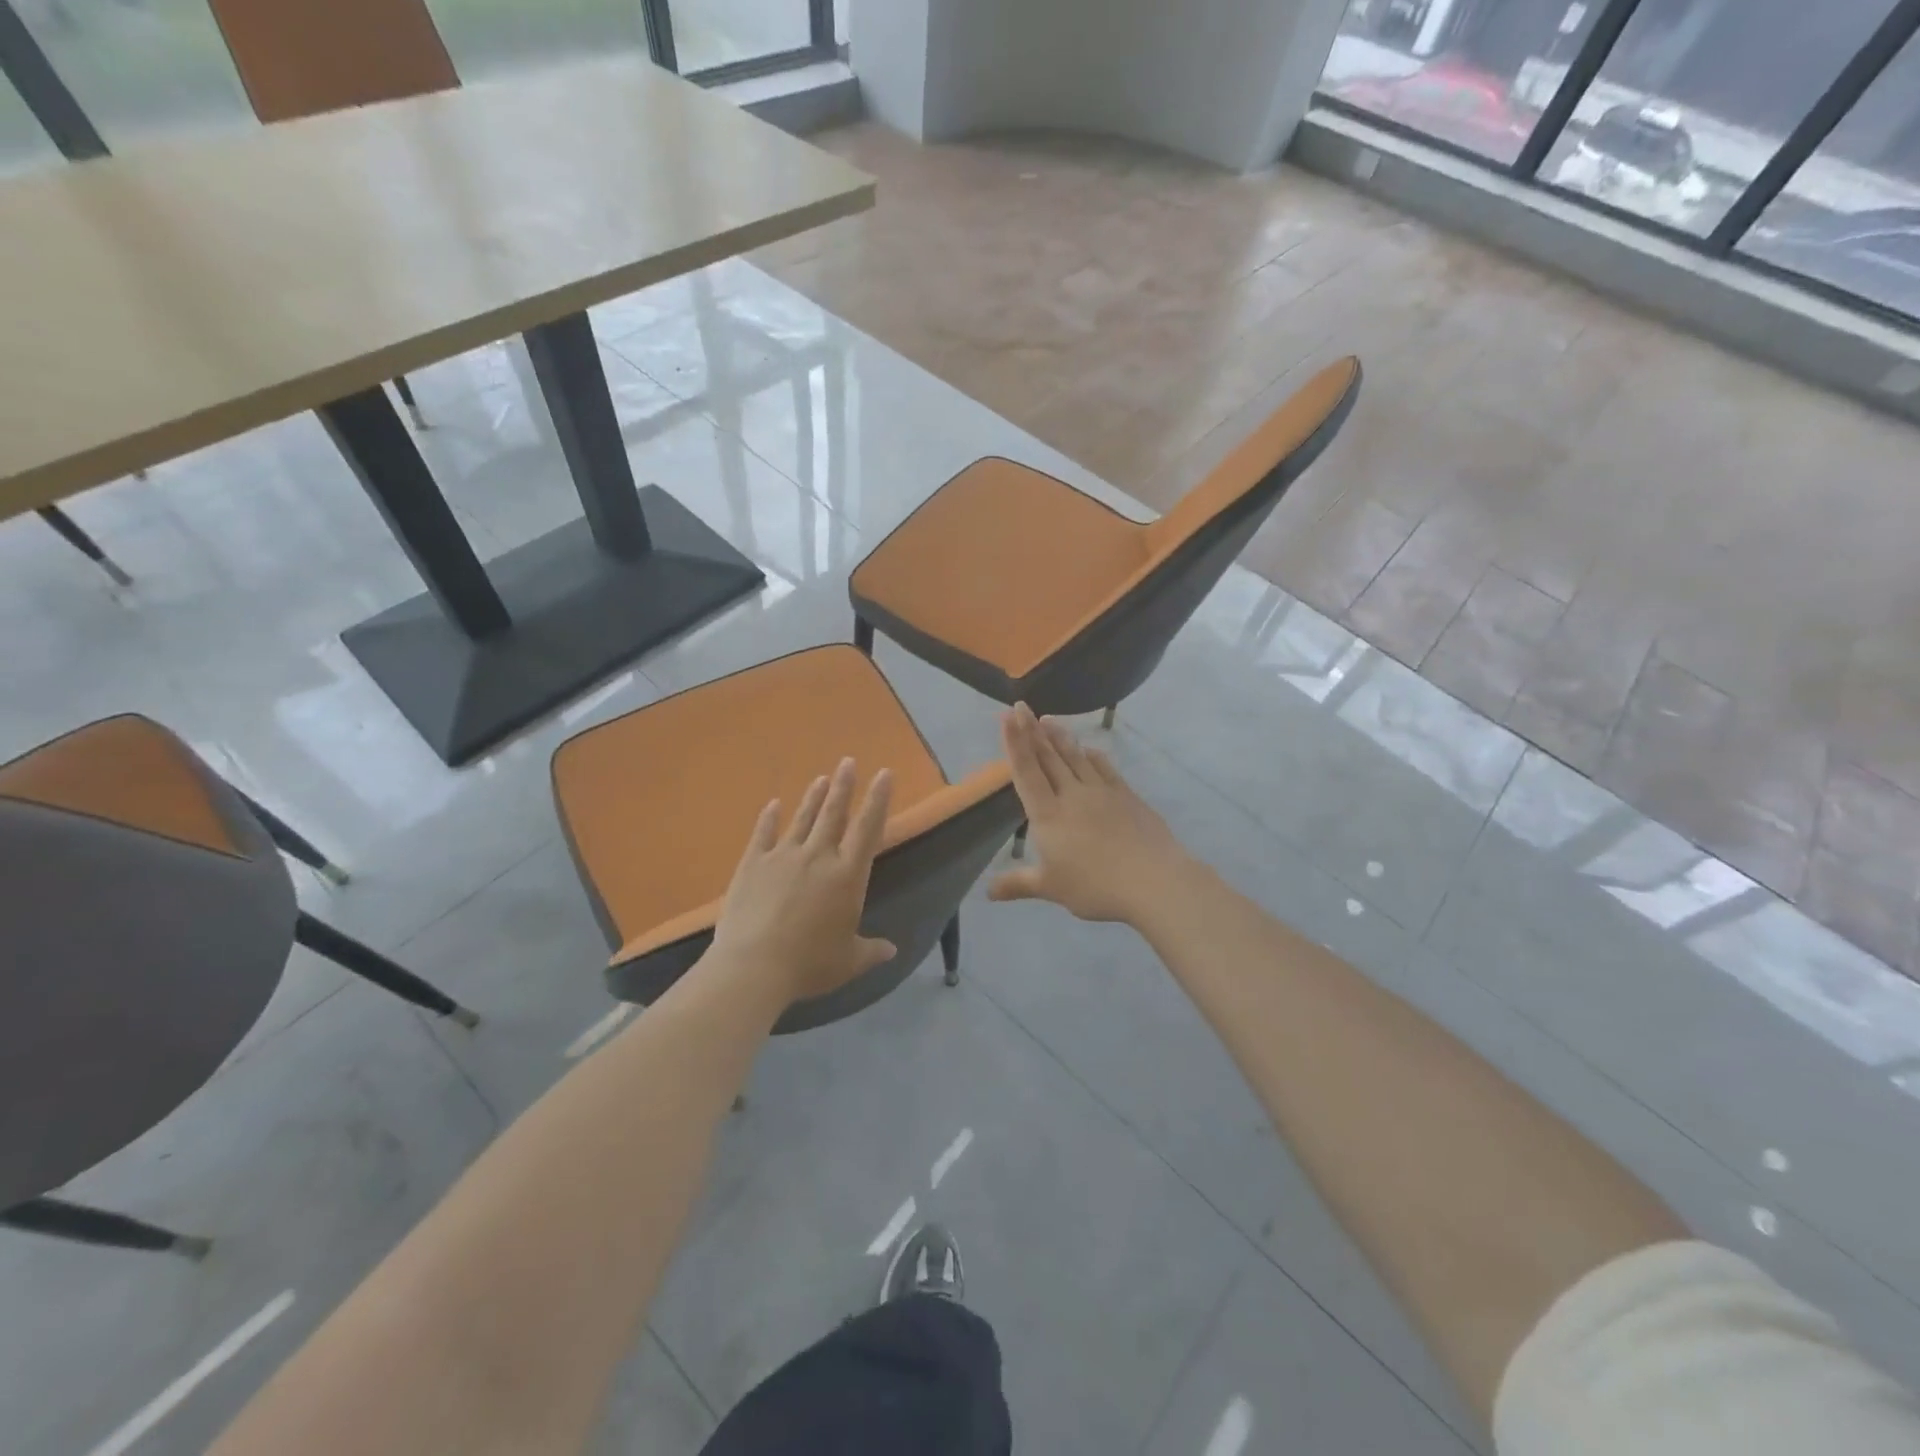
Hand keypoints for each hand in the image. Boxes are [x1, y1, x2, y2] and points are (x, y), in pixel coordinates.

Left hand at [710, 759, 895, 1004]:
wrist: (753, 966)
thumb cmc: (809, 964)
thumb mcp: (848, 961)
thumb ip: (871, 951)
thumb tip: (891, 949)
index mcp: (847, 876)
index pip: (868, 828)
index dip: (878, 799)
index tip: (884, 773)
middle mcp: (818, 856)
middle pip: (834, 813)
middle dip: (843, 786)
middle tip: (848, 761)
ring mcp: (782, 856)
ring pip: (802, 819)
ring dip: (813, 797)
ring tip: (821, 778)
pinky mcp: (752, 864)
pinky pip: (763, 834)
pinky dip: (768, 819)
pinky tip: (772, 805)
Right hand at [989, 704, 1191, 923]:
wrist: (1153, 880)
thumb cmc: (1095, 886)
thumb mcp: (1050, 888)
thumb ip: (1018, 884)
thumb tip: (988, 892)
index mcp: (1048, 814)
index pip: (1026, 772)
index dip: (1015, 743)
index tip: (1008, 716)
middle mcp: (1072, 795)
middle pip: (1049, 757)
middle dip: (1032, 731)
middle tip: (1022, 706)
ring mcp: (1102, 792)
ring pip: (1076, 757)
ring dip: (1060, 737)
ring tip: (1048, 720)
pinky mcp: (1127, 796)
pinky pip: (1104, 768)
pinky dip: (1093, 756)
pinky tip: (1089, 749)